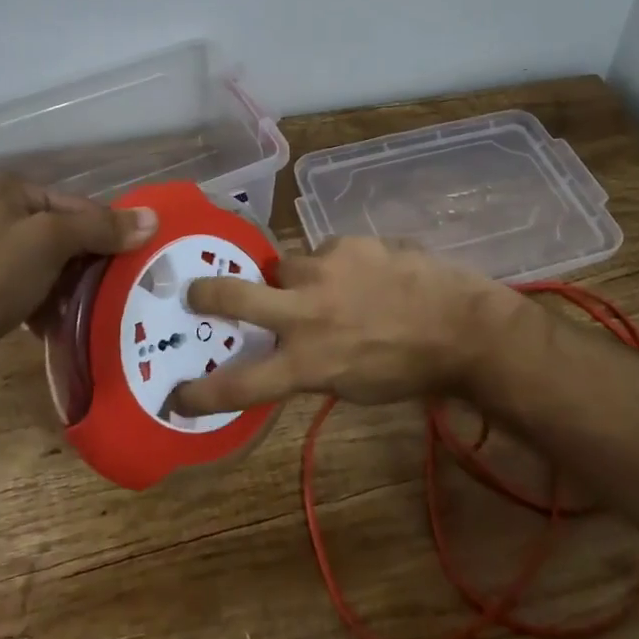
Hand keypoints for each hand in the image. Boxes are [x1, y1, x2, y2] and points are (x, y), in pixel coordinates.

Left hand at [0, 175, 155, 385]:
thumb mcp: (53, 240)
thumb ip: (102, 228)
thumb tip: (153, 219)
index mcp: (12, 191)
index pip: (78, 205)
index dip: (108, 230)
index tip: (135, 257)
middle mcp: (0, 214)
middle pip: (66, 234)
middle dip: (91, 261)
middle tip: (122, 283)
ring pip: (51, 264)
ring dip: (73, 286)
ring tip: (100, 305)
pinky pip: (32, 289)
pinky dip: (51, 304)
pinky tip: (68, 322)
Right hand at [170, 238, 524, 414]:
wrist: (461, 326)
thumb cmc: (408, 370)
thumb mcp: (351, 386)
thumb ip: (309, 364)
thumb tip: (285, 349)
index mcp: (307, 363)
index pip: (240, 383)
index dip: (203, 392)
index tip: (178, 395)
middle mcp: (305, 314)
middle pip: (234, 296)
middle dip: (206, 293)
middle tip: (195, 291)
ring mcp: (324, 271)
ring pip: (283, 266)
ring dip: (292, 278)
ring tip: (323, 285)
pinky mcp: (347, 243)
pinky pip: (323, 250)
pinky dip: (332, 264)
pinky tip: (360, 272)